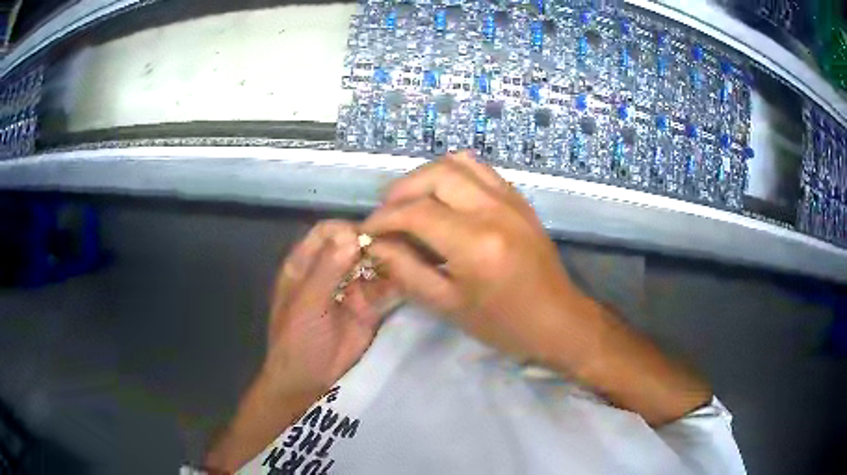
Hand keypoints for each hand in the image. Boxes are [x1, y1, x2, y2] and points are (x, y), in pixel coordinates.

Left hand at [261, 220, 395, 398]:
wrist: (309, 380)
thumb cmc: (298, 339)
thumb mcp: (307, 304)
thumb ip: (327, 270)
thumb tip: (351, 235)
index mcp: (305, 264)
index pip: (326, 232)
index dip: (345, 229)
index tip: (367, 236)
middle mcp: (329, 270)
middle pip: (352, 245)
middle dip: (372, 243)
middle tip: (397, 244)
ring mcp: (350, 288)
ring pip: (371, 264)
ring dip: (388, 260)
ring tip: (409, 258)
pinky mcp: (369, 307)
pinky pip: (384, 288)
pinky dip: (396, 281)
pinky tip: (410, 277)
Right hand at [362, 152, 710, 425]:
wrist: (558, 320)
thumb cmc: (503, 324)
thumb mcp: (448, 306)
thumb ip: (406, 271)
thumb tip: (375, 244)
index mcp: (475, 244)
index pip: (415, 212)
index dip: (383, 218)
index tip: (368, 231)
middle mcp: (493, 210)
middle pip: (435, 174)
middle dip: (400, 190)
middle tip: (387, 215)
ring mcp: (510, 199)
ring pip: (457, 162)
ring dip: (425, 176)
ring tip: (410, 201)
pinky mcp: (519, 198)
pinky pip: (479, 169)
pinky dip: (452, 174)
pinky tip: (443, 198)